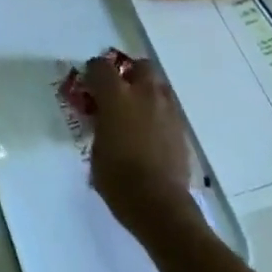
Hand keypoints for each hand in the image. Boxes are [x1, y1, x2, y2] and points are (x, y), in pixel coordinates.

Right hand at [83, 55, 200, 236]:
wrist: (158, 204)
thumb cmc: (117, 177)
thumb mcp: (96, 147)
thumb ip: (99, 124)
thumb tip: (103, 120)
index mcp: (116, 96)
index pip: (101, 66)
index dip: (93, 72)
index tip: (89, 84)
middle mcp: (144, 95)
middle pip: (141, 66)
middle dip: (130, 73)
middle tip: (120, 90)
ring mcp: (167, 111)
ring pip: (159, 86)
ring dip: (148, 91)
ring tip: (138, 110)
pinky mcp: (181, 129)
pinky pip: (169, 109)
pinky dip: (159, 112)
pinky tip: (151, 131)